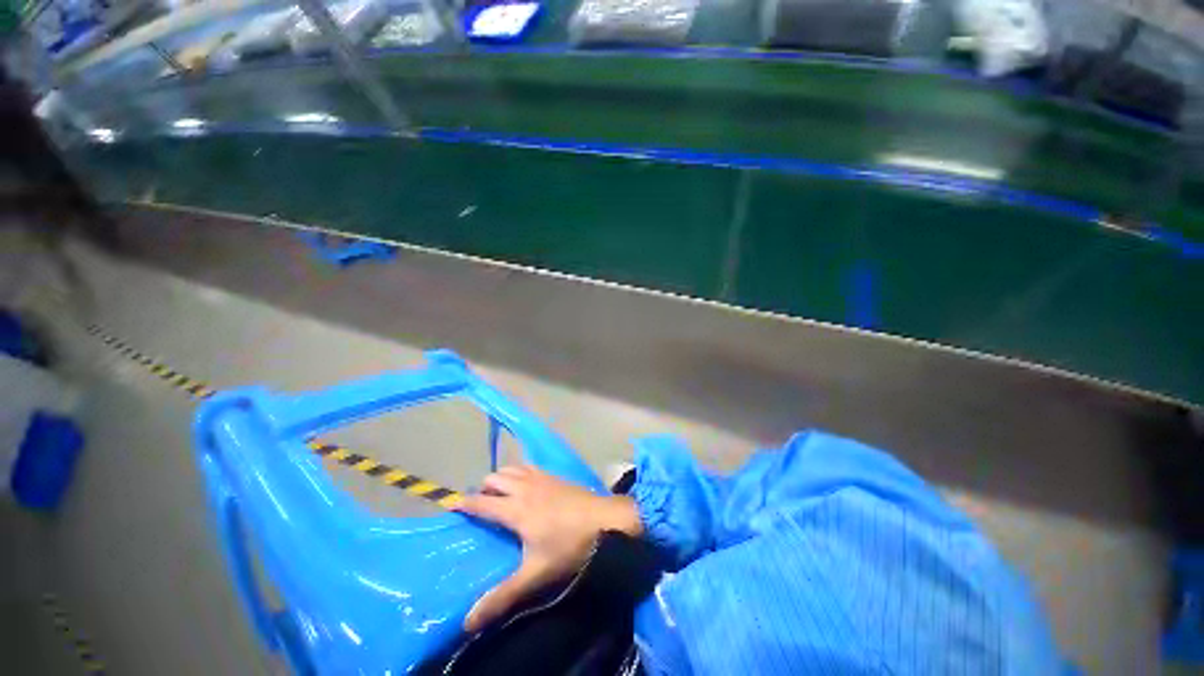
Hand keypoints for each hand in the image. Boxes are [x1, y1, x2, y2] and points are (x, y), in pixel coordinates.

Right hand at [454, 464, 641, 631]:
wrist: (606, 519)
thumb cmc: (570, 546)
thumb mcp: (536, 574)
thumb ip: (503, 596)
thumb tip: (467, 622)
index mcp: (516, 509)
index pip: (482, 502)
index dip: (465, 503)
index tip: (451, 505)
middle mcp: (525, 487)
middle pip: (495, 478)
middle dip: (483, 488)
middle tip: (480, 506)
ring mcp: (541, 477)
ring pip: (512, 468)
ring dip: (501, 477)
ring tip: (500, 493)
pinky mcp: (555, 475)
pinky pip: (529, 466)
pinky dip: (519, 471)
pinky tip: (526, 484)